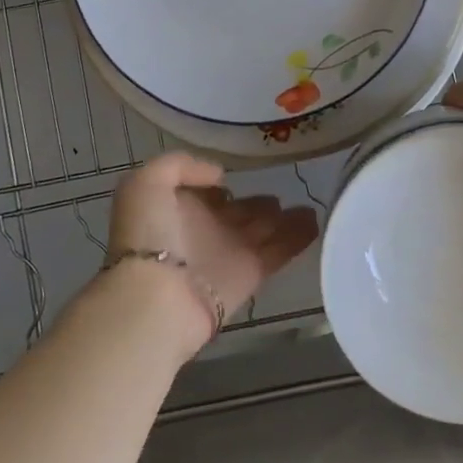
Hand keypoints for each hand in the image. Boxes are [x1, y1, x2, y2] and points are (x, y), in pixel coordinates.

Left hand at [102, 153, 319, 349]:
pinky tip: (316, 221)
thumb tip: (219, 177)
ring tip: (309, 205)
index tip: (239, 175)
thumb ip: (180, 165)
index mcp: (180, 207)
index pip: (208, 192)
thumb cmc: (147, 235)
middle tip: (285, 189)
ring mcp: (230, 252)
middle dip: (259, 202)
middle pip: (240, 211)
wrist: (156, 297)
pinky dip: (298, 238)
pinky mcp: (251, 274)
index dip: (221, 184)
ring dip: (286, 218)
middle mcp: (207, 228)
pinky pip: (280, 251)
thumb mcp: (146, 183)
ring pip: (264, 229)